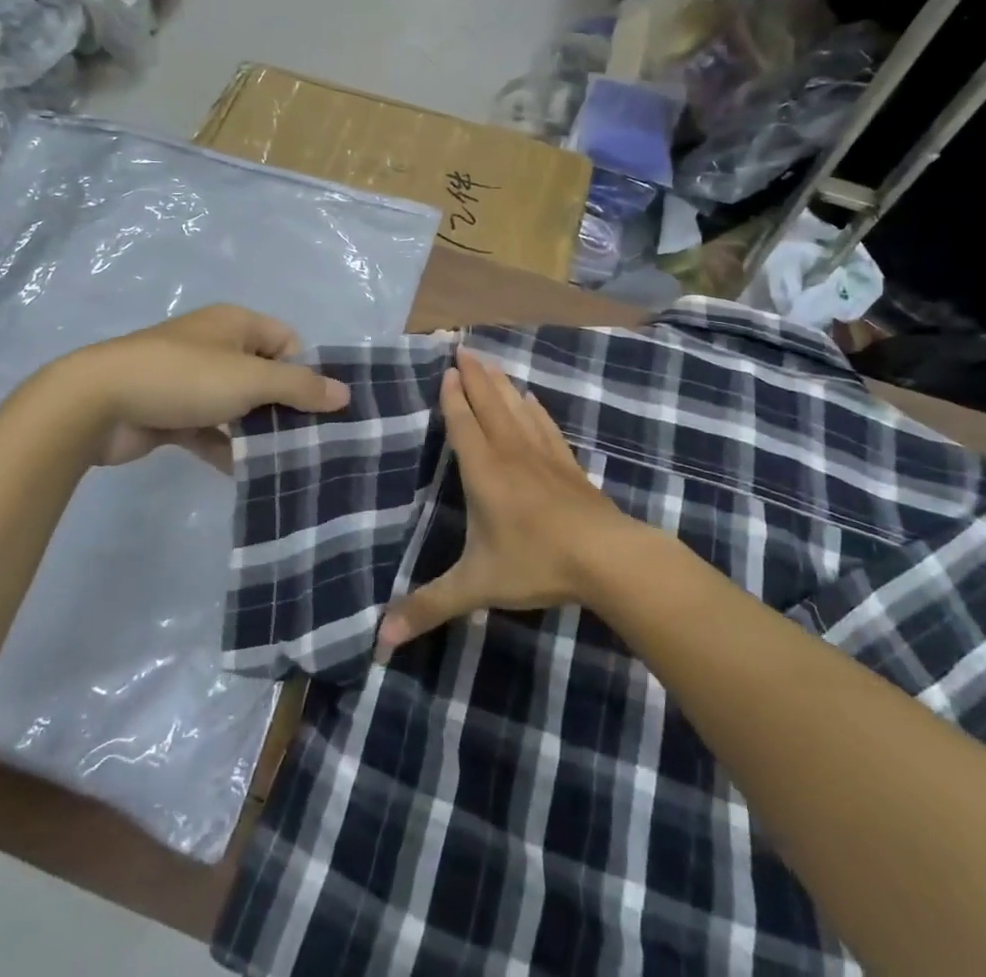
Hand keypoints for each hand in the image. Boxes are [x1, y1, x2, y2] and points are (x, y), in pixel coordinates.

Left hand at [48, 305, 348, 470]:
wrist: (98, 403)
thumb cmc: (184, 377)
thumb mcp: (251, 379)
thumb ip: (300, 386)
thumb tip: (345, 393)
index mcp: (235, 324)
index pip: (286, 341)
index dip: (304, 371)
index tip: (317, 408)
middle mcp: (215, 346)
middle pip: (264, 375)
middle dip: (284, 406)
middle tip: (307, 440)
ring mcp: (191, 380)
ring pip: (237, 405)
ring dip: (255, 430)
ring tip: (283, 461)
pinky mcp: (171, 412)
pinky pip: (209, 429)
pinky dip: (224, 447)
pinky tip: (242, 471)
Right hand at [377, 348, 625, 653]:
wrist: (606, 558)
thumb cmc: (536, 564)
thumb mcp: (476, 587)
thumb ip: (429, 607)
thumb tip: (379, 638)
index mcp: (484, 472)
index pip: (463, 424)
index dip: (453, 397)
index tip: (446, 369)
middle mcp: (511, 453)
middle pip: (490, 404)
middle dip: (475, 376)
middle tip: (463, 347)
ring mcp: (543, 456)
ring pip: (517, 409)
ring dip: (502, 383)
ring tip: (491, 361)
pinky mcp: (569, 465)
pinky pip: (546, 427)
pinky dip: (536, 409)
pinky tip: (533, 399)